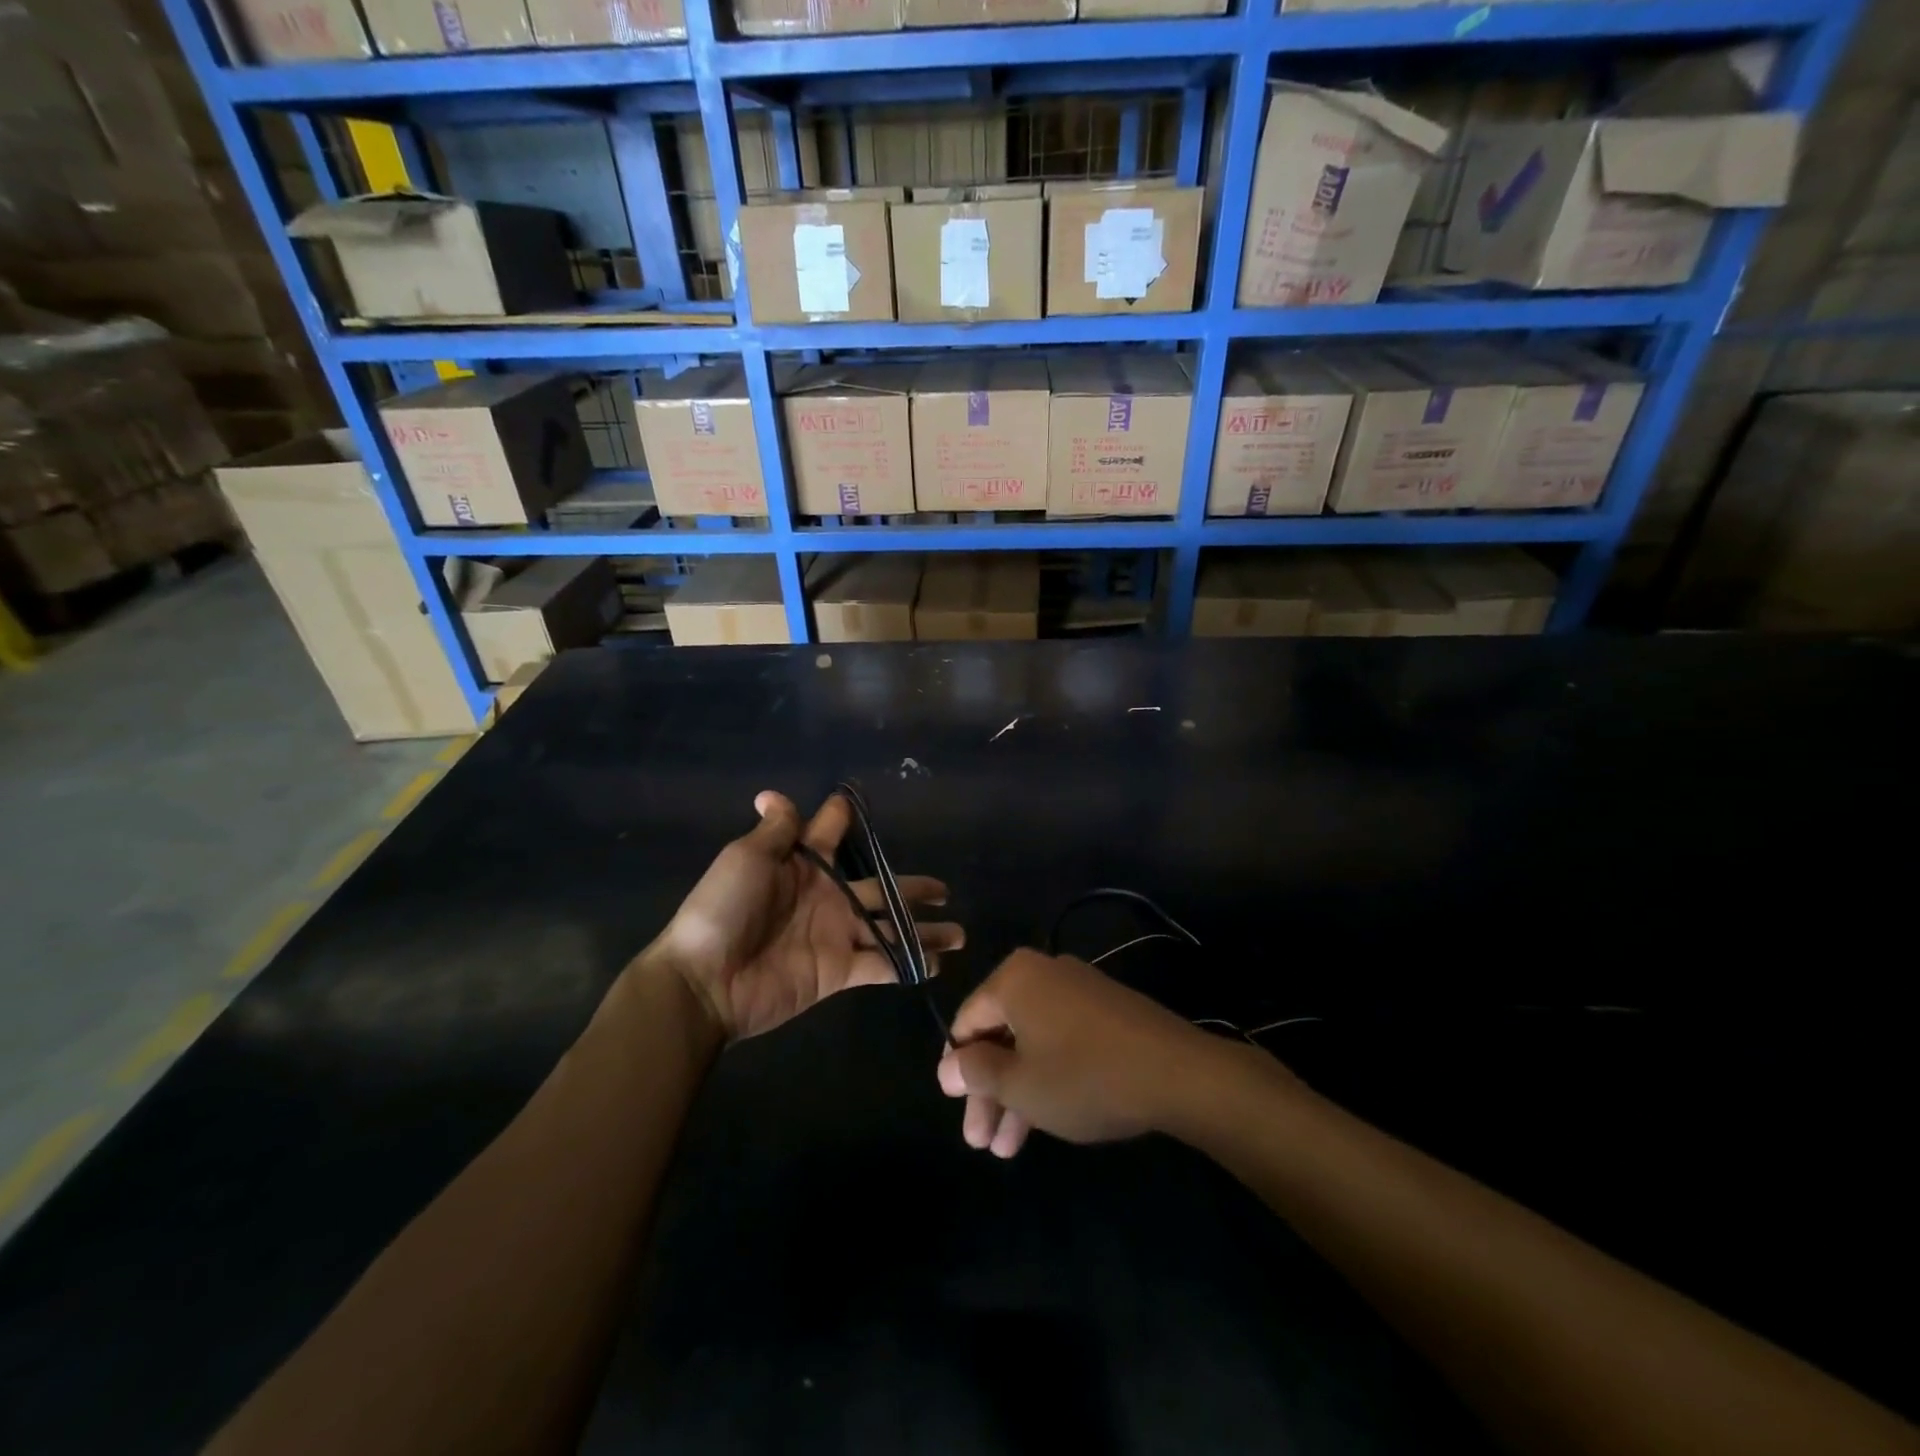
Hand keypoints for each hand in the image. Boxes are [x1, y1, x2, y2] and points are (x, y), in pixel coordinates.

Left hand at [654, 791, 961, 1041]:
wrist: (706, 980)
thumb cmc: (723, 909)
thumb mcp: (745, 858)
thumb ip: (776, 831)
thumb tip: (774, 794)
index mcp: (804, 866)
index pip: (832, 833)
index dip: (845, 817)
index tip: (860, 804)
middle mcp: (827, 897)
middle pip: (880, 887)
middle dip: (912, 887)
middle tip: (945, 888)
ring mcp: (836, 935)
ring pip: (891, 927)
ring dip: (923, 930)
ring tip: (958, 932)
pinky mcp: (839, 971)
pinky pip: (881, 965)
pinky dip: (908, 964)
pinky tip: (935, 964)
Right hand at [935, 949, 1219, 1158]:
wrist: (1177, 1072)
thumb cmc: (1084, 1076)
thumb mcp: (1020, 1084)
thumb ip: (976, 1072)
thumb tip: (947, 1066)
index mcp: (1014, 978)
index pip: (967, 1022)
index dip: (958, 1070)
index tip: (960, 1111)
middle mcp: (1043, 972)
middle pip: (1000, 1034)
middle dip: (990, 1092)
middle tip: (982, 1143)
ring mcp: (1078, 989)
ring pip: (1031, 1042)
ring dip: (1017, 1093)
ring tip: (1009, 1150)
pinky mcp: (1105, 1009)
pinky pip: (1061, 1039)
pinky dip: (1047, 1075)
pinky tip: (1046, 1118)